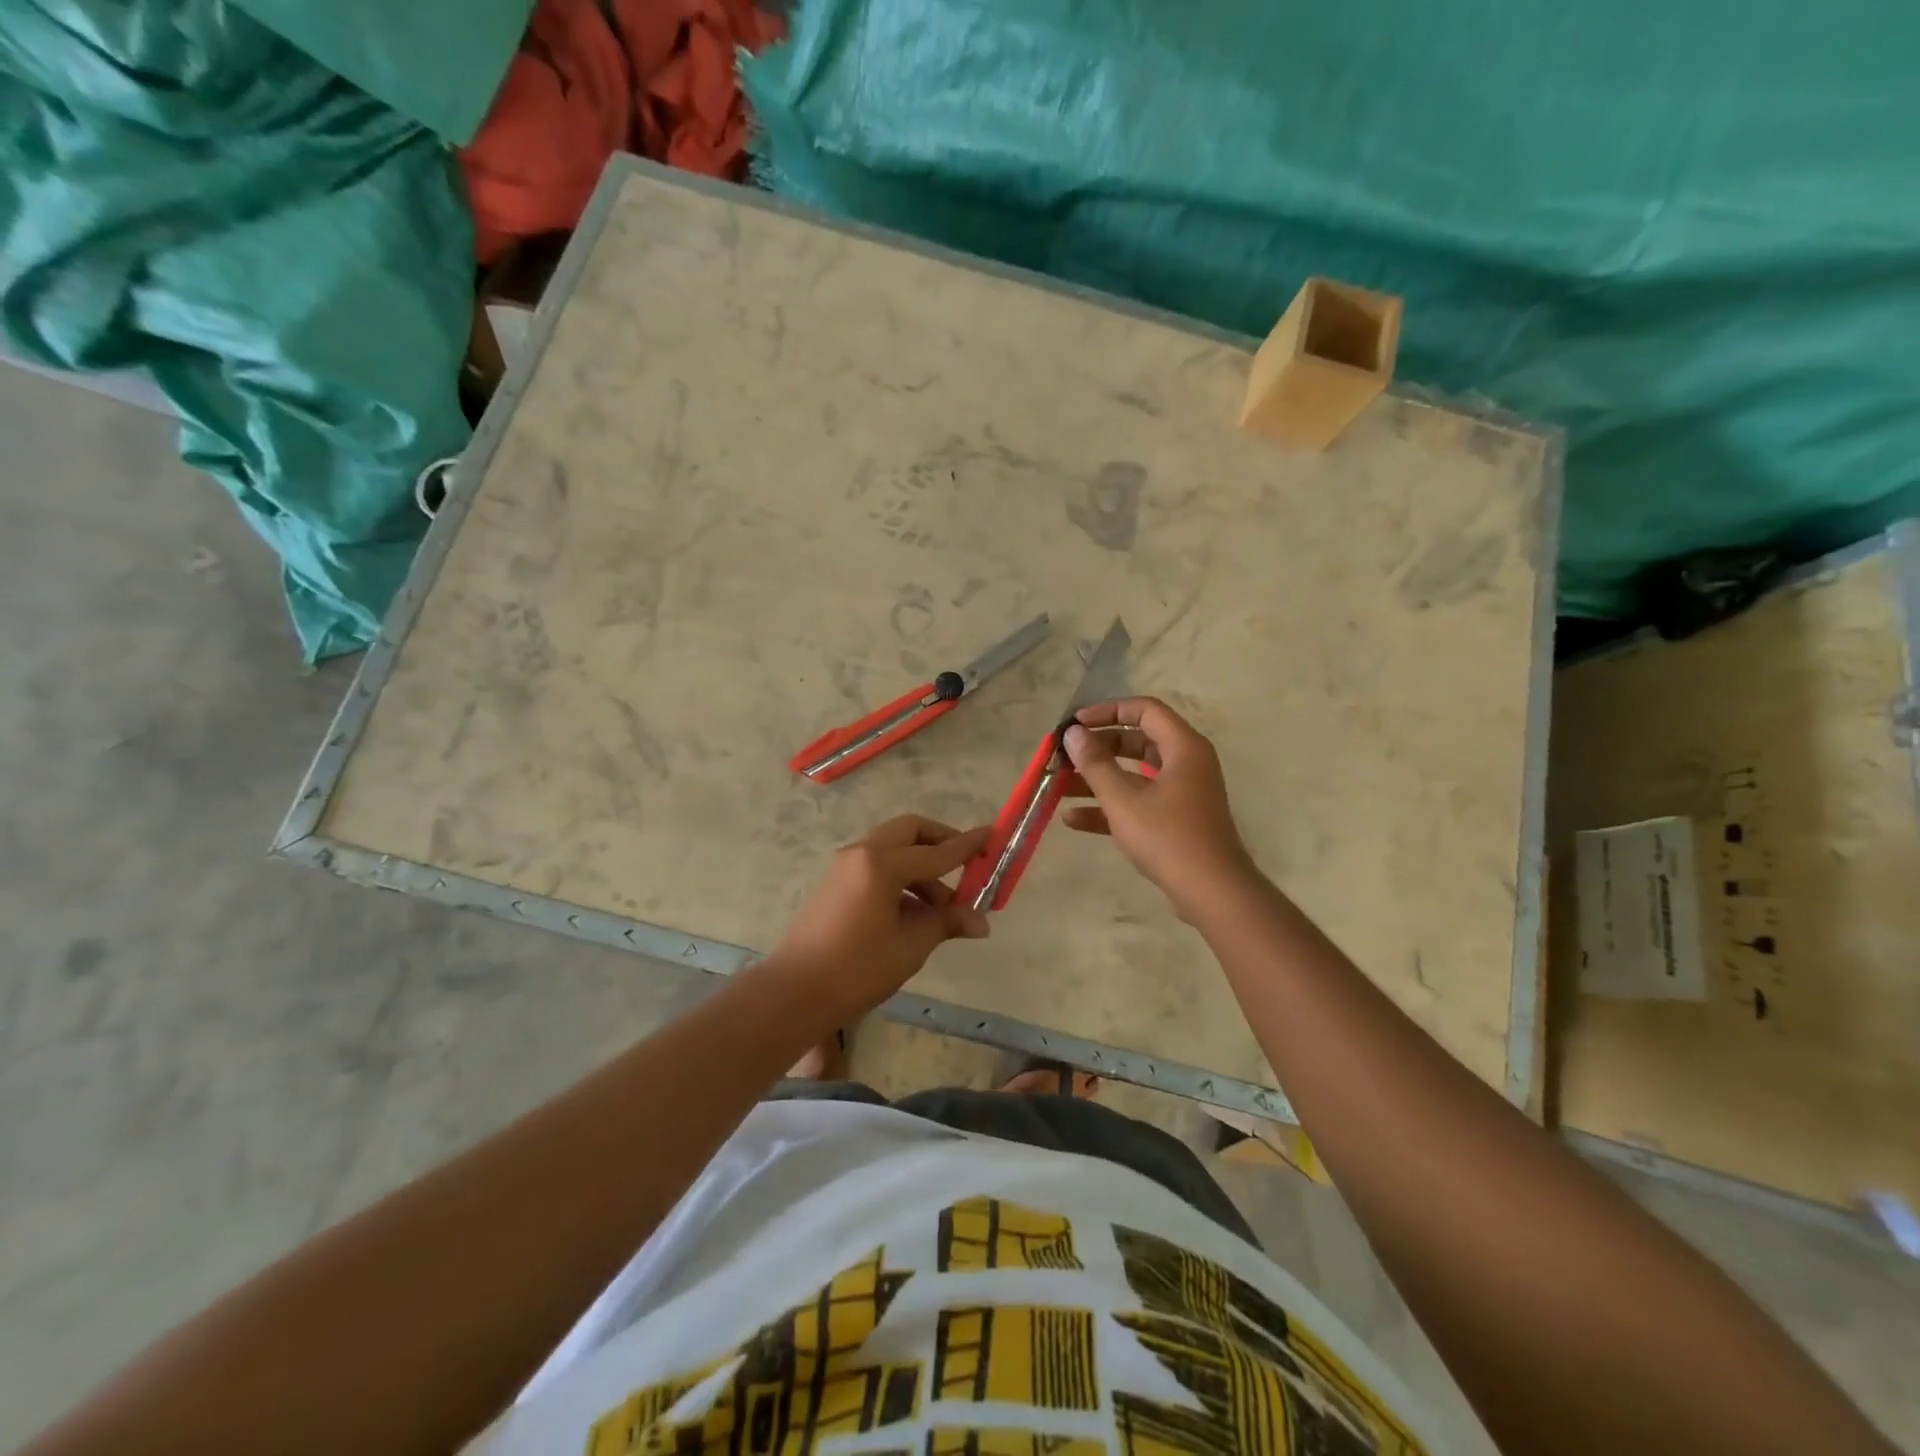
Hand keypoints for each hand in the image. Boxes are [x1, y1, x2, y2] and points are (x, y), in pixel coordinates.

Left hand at [770, 815, 991, 1014]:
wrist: (795, 993)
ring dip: (922, 867)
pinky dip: (901, 878)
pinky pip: (877, 865)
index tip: (992, 836)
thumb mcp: (911, 945)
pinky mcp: (836, 883)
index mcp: (881, 863)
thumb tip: (981, 921)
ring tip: (943, 909)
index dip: (968, 846)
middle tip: (966, 866)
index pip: (937, 851)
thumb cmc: (858, 968)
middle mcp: (862, 852)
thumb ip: (946, 922)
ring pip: (893, 848)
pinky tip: (914, 912)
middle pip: (910, 831)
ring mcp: (845, 866)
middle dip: (941, 843)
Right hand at [1061, 697, 1255, 920]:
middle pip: (1137, 741)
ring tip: (1059, 786)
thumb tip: (1074, 734)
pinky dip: (1110, 806)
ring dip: (1098, 779)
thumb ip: (1095, 763)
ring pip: (1134, 774)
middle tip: (1064, 756)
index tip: (1076, 725)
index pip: (1144, 710)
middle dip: (1097, 748)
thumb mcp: (1123, 799)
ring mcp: (1182, 793)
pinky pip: (1139, 801)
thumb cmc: (1168, 837)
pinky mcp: (1176, 819)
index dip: (1107, 711)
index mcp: (1183, 747)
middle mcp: (1186, 763)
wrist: (1212, 892)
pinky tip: (1074, 820)